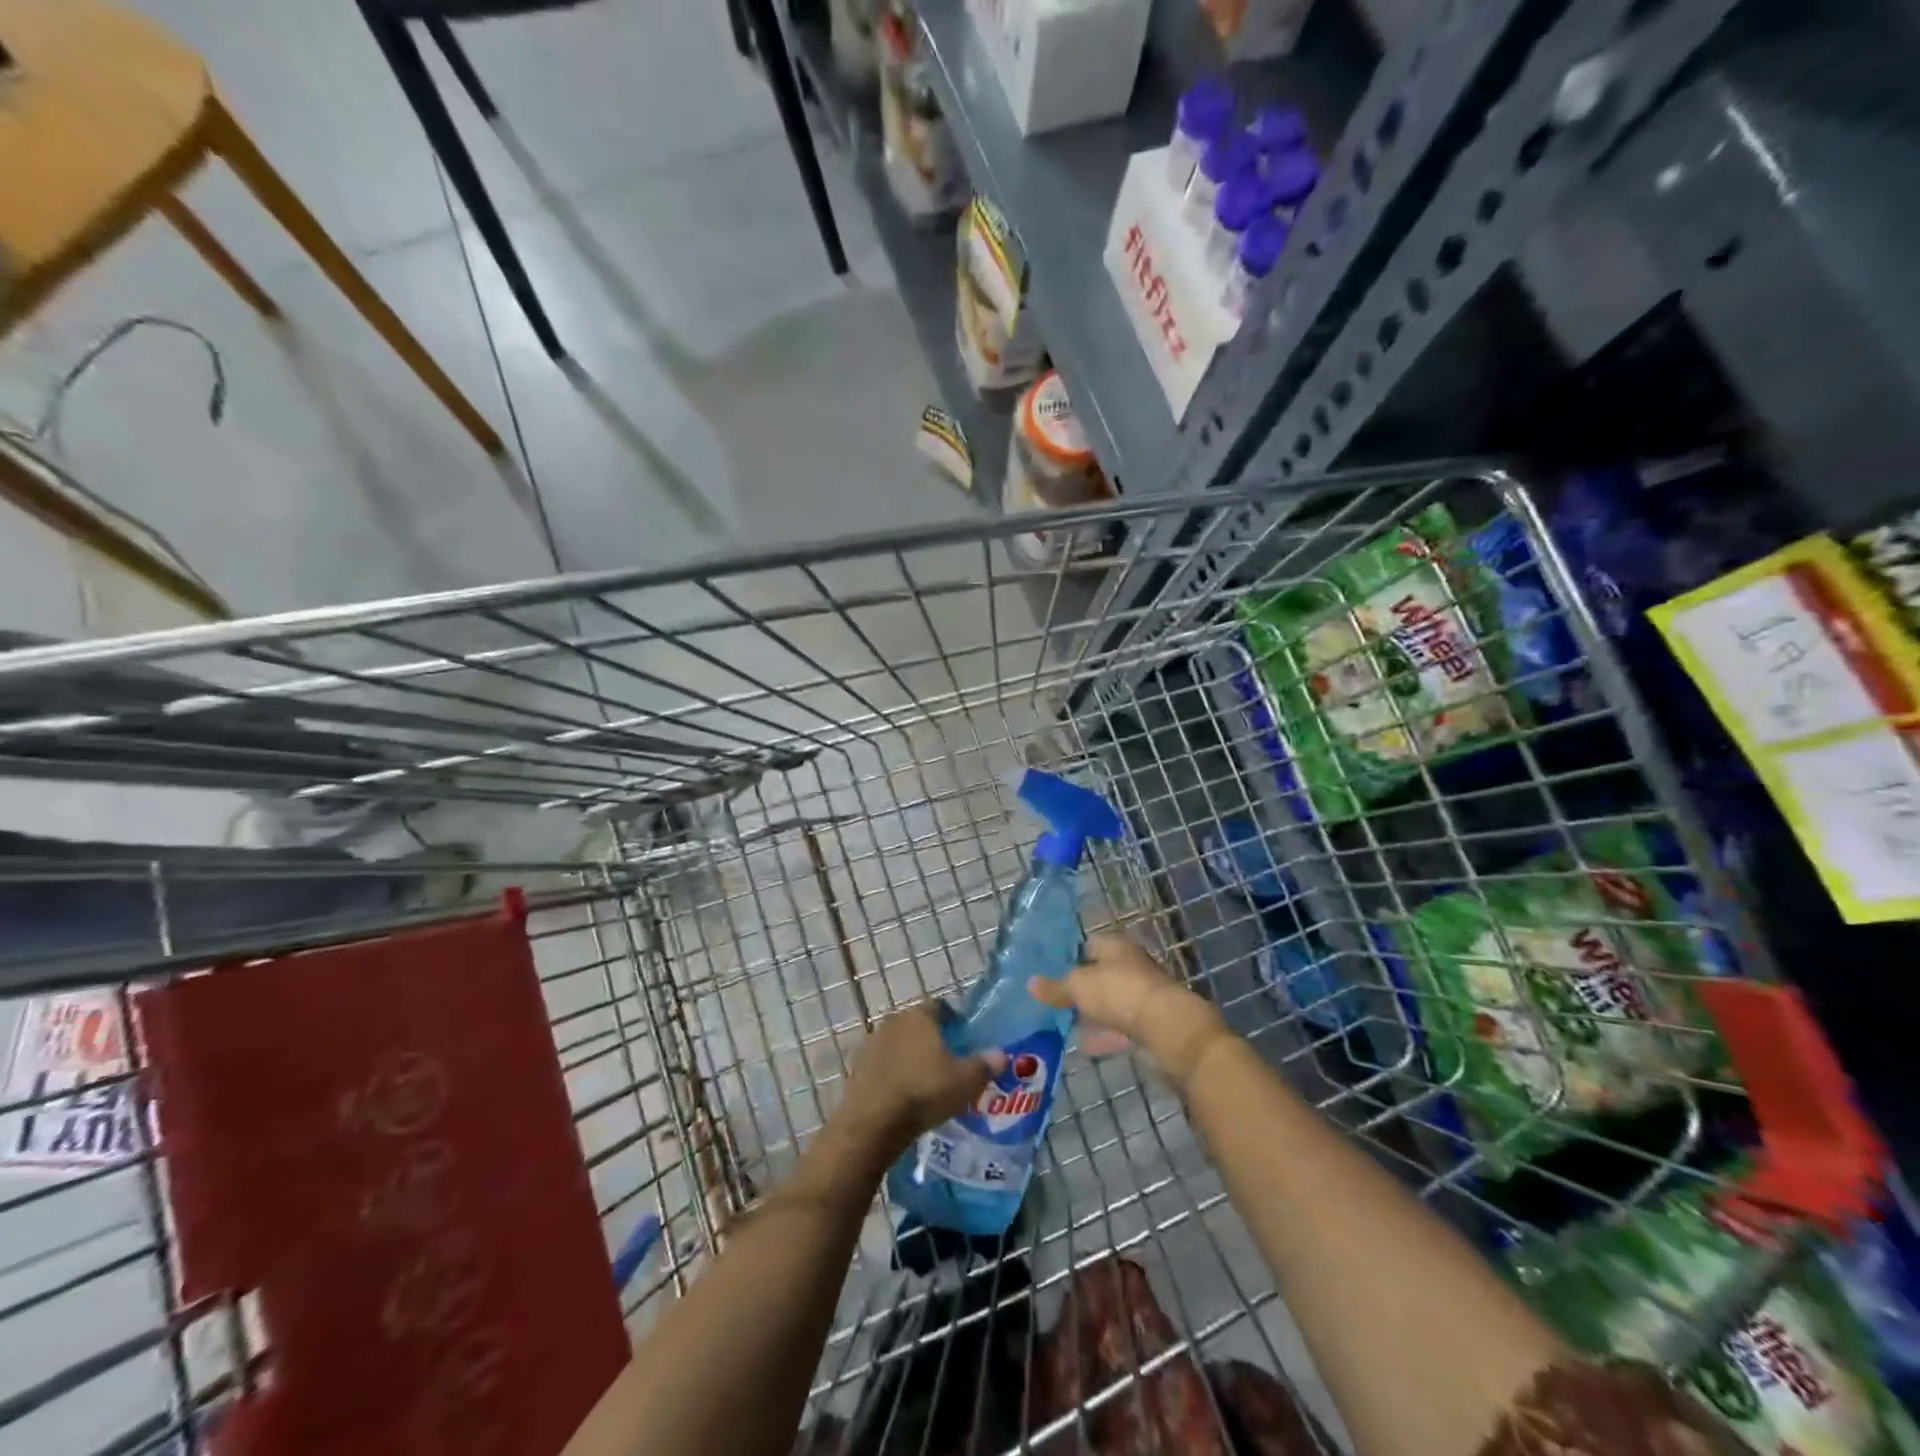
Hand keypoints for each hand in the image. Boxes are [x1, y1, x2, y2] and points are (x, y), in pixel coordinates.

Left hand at [832, 1004, 1006, 1163]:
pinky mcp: (857, 1067)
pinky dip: (892, 1073)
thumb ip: (984, 1066)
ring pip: (898, 1043)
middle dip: (930, 1038)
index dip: (953, 1019)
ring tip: (925, 1080)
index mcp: (919, 1016)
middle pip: (917, 1024)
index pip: (939, 1006)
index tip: (962, 1037)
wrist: (872, 1123)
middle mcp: (894, 1021)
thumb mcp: (964, 1082)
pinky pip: (882, 1064)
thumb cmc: (923, 1092)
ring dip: (909, 1056)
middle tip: (947, 1061)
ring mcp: (872, 1043)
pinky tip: (902, 1093)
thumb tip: (1002, 1055)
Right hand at [1030, 933, 1229, 1086]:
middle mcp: (1130, 964)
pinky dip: (1105, 1033)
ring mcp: (1142, 994)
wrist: (1167, 1028)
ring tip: (1064, 1022)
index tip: (1049, 970)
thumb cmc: (1119, 993)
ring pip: (1110, 1000)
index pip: (1088, 943)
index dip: (1069, 955)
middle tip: (1054, 998)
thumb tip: (1030, 983)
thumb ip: (1055, 987)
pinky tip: (1085, 1044)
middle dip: (1080, 986)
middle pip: (1100, 973)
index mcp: (1115, 945)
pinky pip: (1120, 1025)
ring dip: (1093, 1011)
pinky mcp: (1149, 1022)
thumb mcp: (1078, 987)